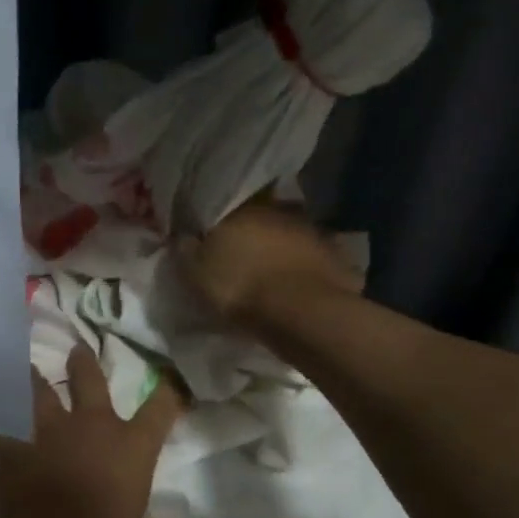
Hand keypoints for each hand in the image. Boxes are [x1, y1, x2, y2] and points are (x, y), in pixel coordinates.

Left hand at [0, 343, 182, 517]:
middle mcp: (93, 425)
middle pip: (89, 380)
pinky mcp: (15, 442)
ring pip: (39, 390)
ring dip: (34, 380)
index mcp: (131, 444)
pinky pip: (1, 421)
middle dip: (83, 363)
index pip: (159, 408)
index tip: (169, 382)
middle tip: (77, 349)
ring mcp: (50, 429)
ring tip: (27, 369)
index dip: (167, 392)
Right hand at [176, 201, 362, 330]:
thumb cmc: (239, 287)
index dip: (217, 220)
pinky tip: (297, 286)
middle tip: (242, 255)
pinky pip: (314, 259)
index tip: (211, 236)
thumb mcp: (195, 272)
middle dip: (252, 233)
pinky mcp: (336, 257)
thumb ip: (186, 249)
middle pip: (261, 218)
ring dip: (281, 249)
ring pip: (289, 236)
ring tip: (270, 274)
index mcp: (243, 208)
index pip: (226, 204)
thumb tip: (182, 234)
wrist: (300, 313)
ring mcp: (312, 232)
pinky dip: (305, 269)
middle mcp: (280, 210)